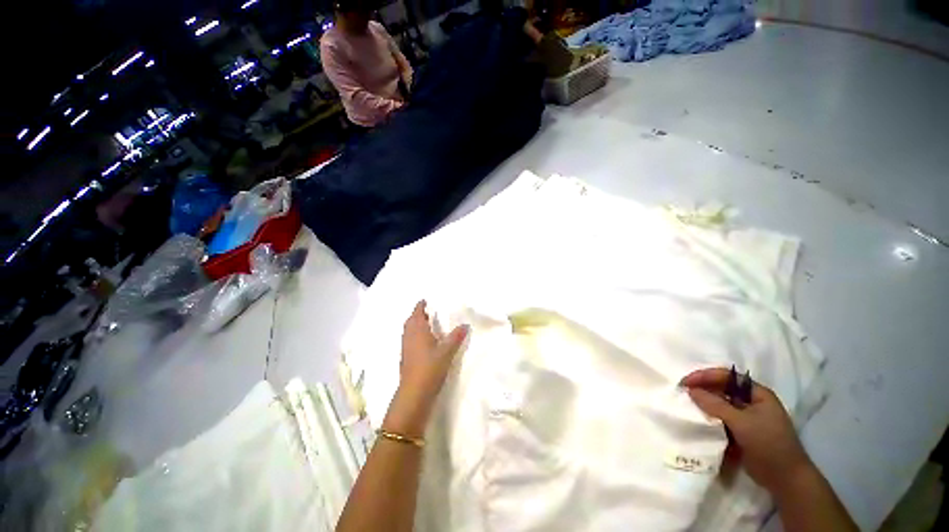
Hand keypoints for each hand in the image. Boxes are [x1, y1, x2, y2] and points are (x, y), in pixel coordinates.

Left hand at [384, 301, 467, 435]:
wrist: (414, 393)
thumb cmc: (430, 367)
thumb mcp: (447, 351)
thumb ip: (456, 337)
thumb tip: (465, 324)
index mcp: (417, 330)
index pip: (417, 313)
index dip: (420, 306)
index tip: (425, 300)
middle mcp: (409, 336)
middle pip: (411, 321)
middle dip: (417, 314)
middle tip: (428, 311)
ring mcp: (405, 348)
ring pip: (408, 330)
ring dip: (415, 324)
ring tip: (426, 324)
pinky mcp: (405, 358)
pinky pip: (409, 339)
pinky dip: (414, 334)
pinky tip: (423, 341)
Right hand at [681, 368, 813, 494]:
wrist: (785, 479)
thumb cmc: (769, 444)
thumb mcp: (742, 423)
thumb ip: (715, 405)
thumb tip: (690, 390)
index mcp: (757, 393)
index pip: (727, 376)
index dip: (705, 376)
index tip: (685, 382)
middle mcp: (752, 402)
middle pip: (722, 388)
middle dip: (703, 389)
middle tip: (682, 392)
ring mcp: (747, 417)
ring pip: (720, 404)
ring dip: (704, 403)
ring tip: (686, 405)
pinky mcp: (741, 431)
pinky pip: (721, 418)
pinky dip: (709, 417)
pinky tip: (698, 419)